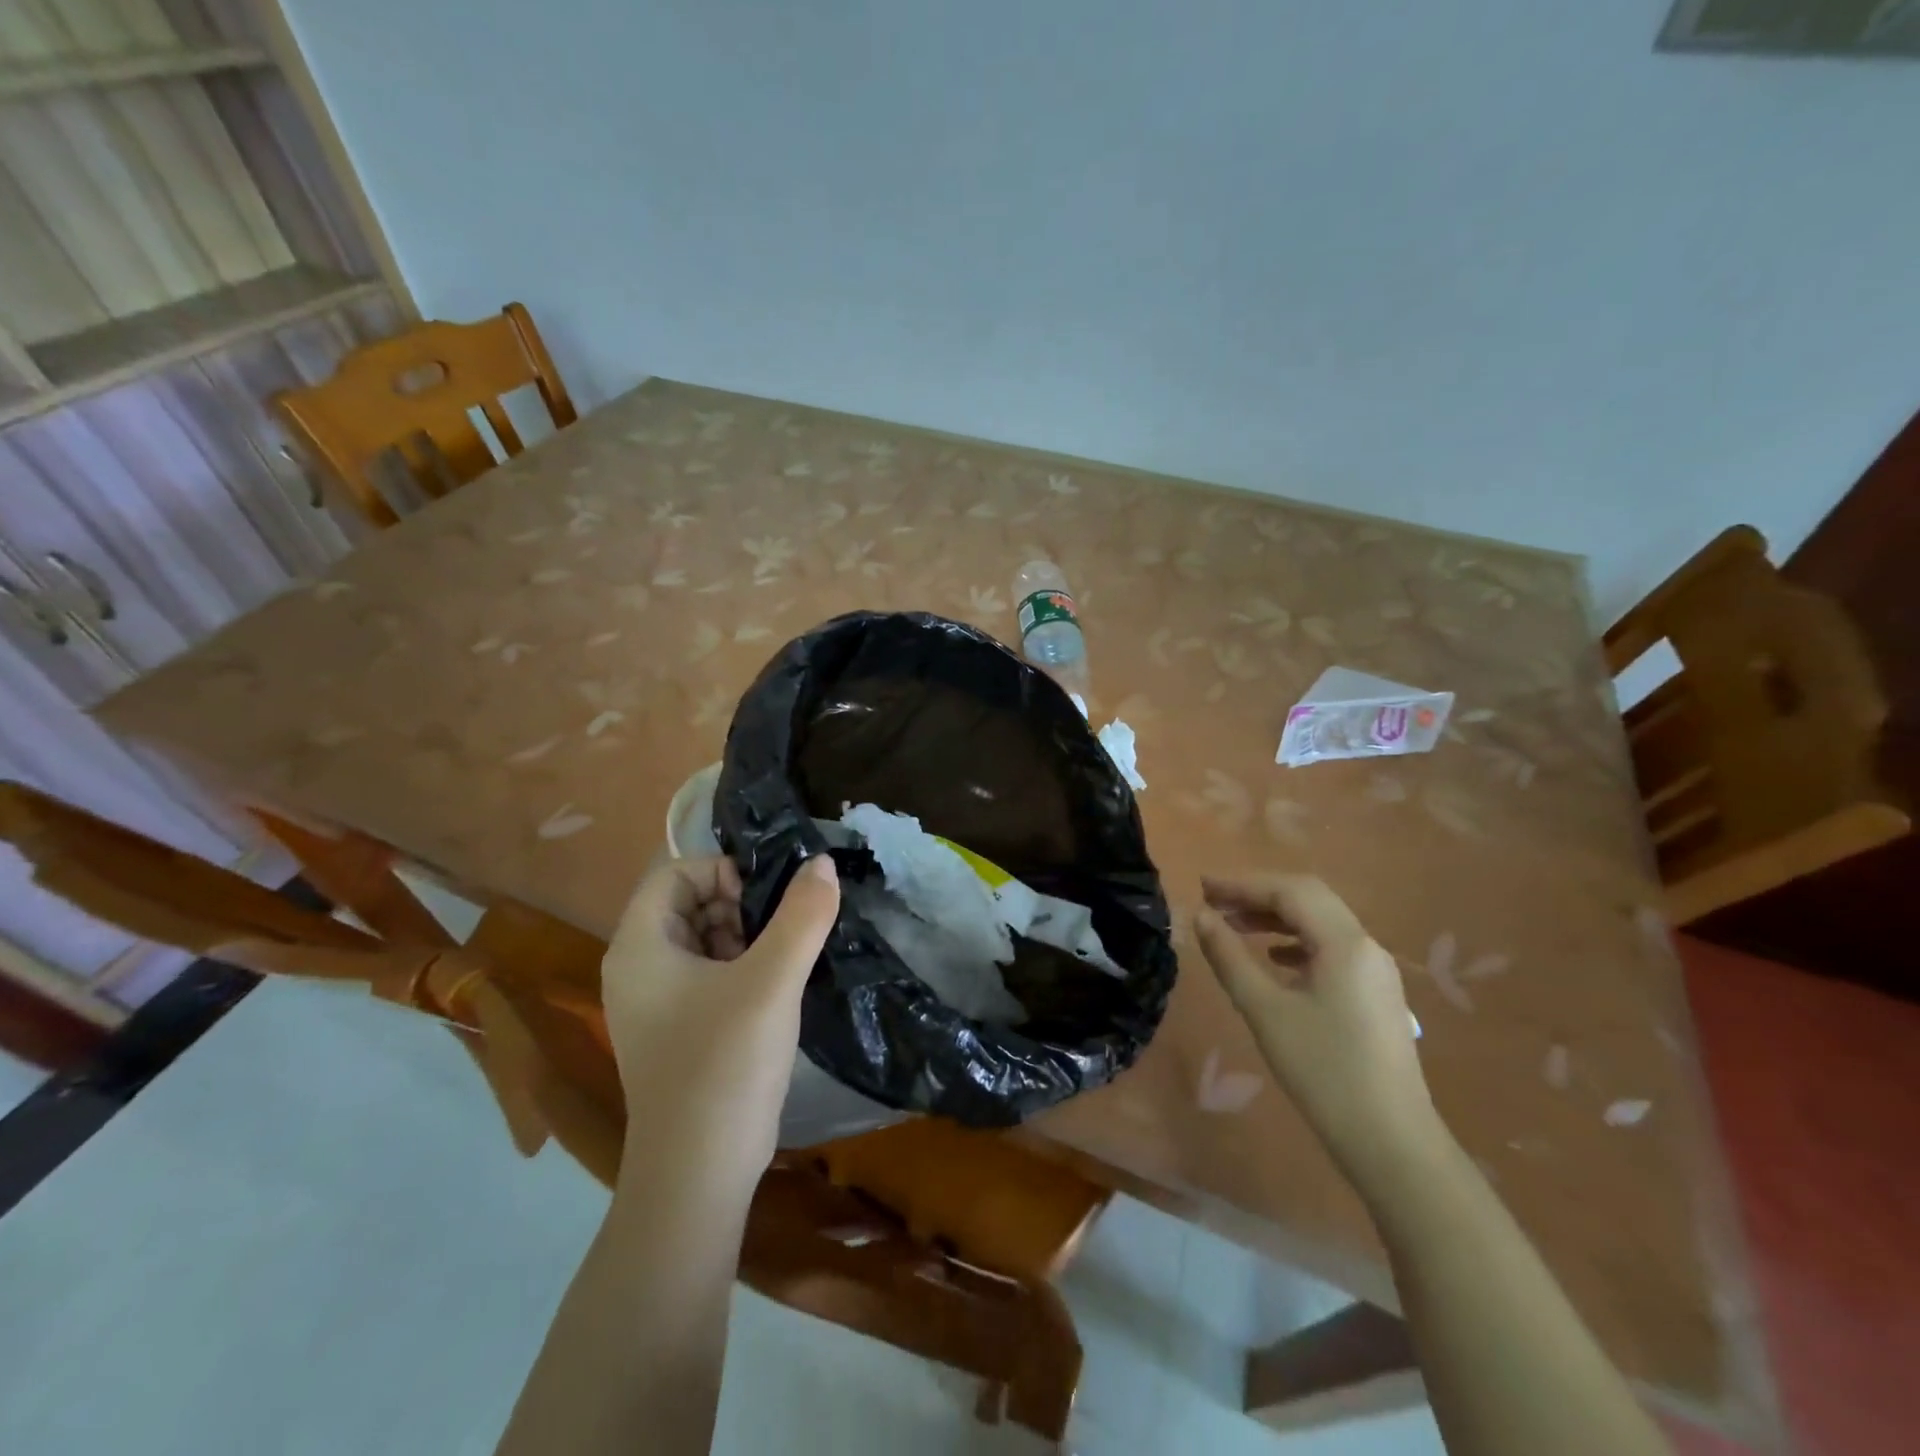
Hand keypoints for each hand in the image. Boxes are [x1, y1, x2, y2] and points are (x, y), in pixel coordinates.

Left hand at [602, 854, 839, 1184]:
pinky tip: (778, 987)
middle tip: (784, 929)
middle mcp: (638, 967)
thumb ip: (802, 915)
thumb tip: (821, 863)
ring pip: (703, 938)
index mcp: (640, 945)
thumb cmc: (724, 1065)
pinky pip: (709, 974)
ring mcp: (655, 1003)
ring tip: (787, 957)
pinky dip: (743, 967)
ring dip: (747, 936)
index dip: (724, 872)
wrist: (698, 1176)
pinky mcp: (677, 1029)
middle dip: (740, 904)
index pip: (676, 873)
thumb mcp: (772, 981)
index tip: (768, 898)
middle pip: (689, 903)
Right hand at [1194, 874, 1439, 1182]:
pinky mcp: (1376, 994)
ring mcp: (1376, 971)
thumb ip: (1229, 957)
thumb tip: (1201, 917)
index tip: (1202, 887)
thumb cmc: (1323, 1071)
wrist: (1391, 1142)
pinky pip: (1332, 948)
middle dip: (1259, 895)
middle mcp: (1366, 946)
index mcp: (1344, 943)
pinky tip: (1275, 958)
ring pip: (1321, 923)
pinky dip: (1297, 941)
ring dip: (1277, 917)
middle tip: (1215, 902)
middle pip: (1309, 899)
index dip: (1242, 884)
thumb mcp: (1264, 1010)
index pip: (1289, 892)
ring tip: (1234, 926)